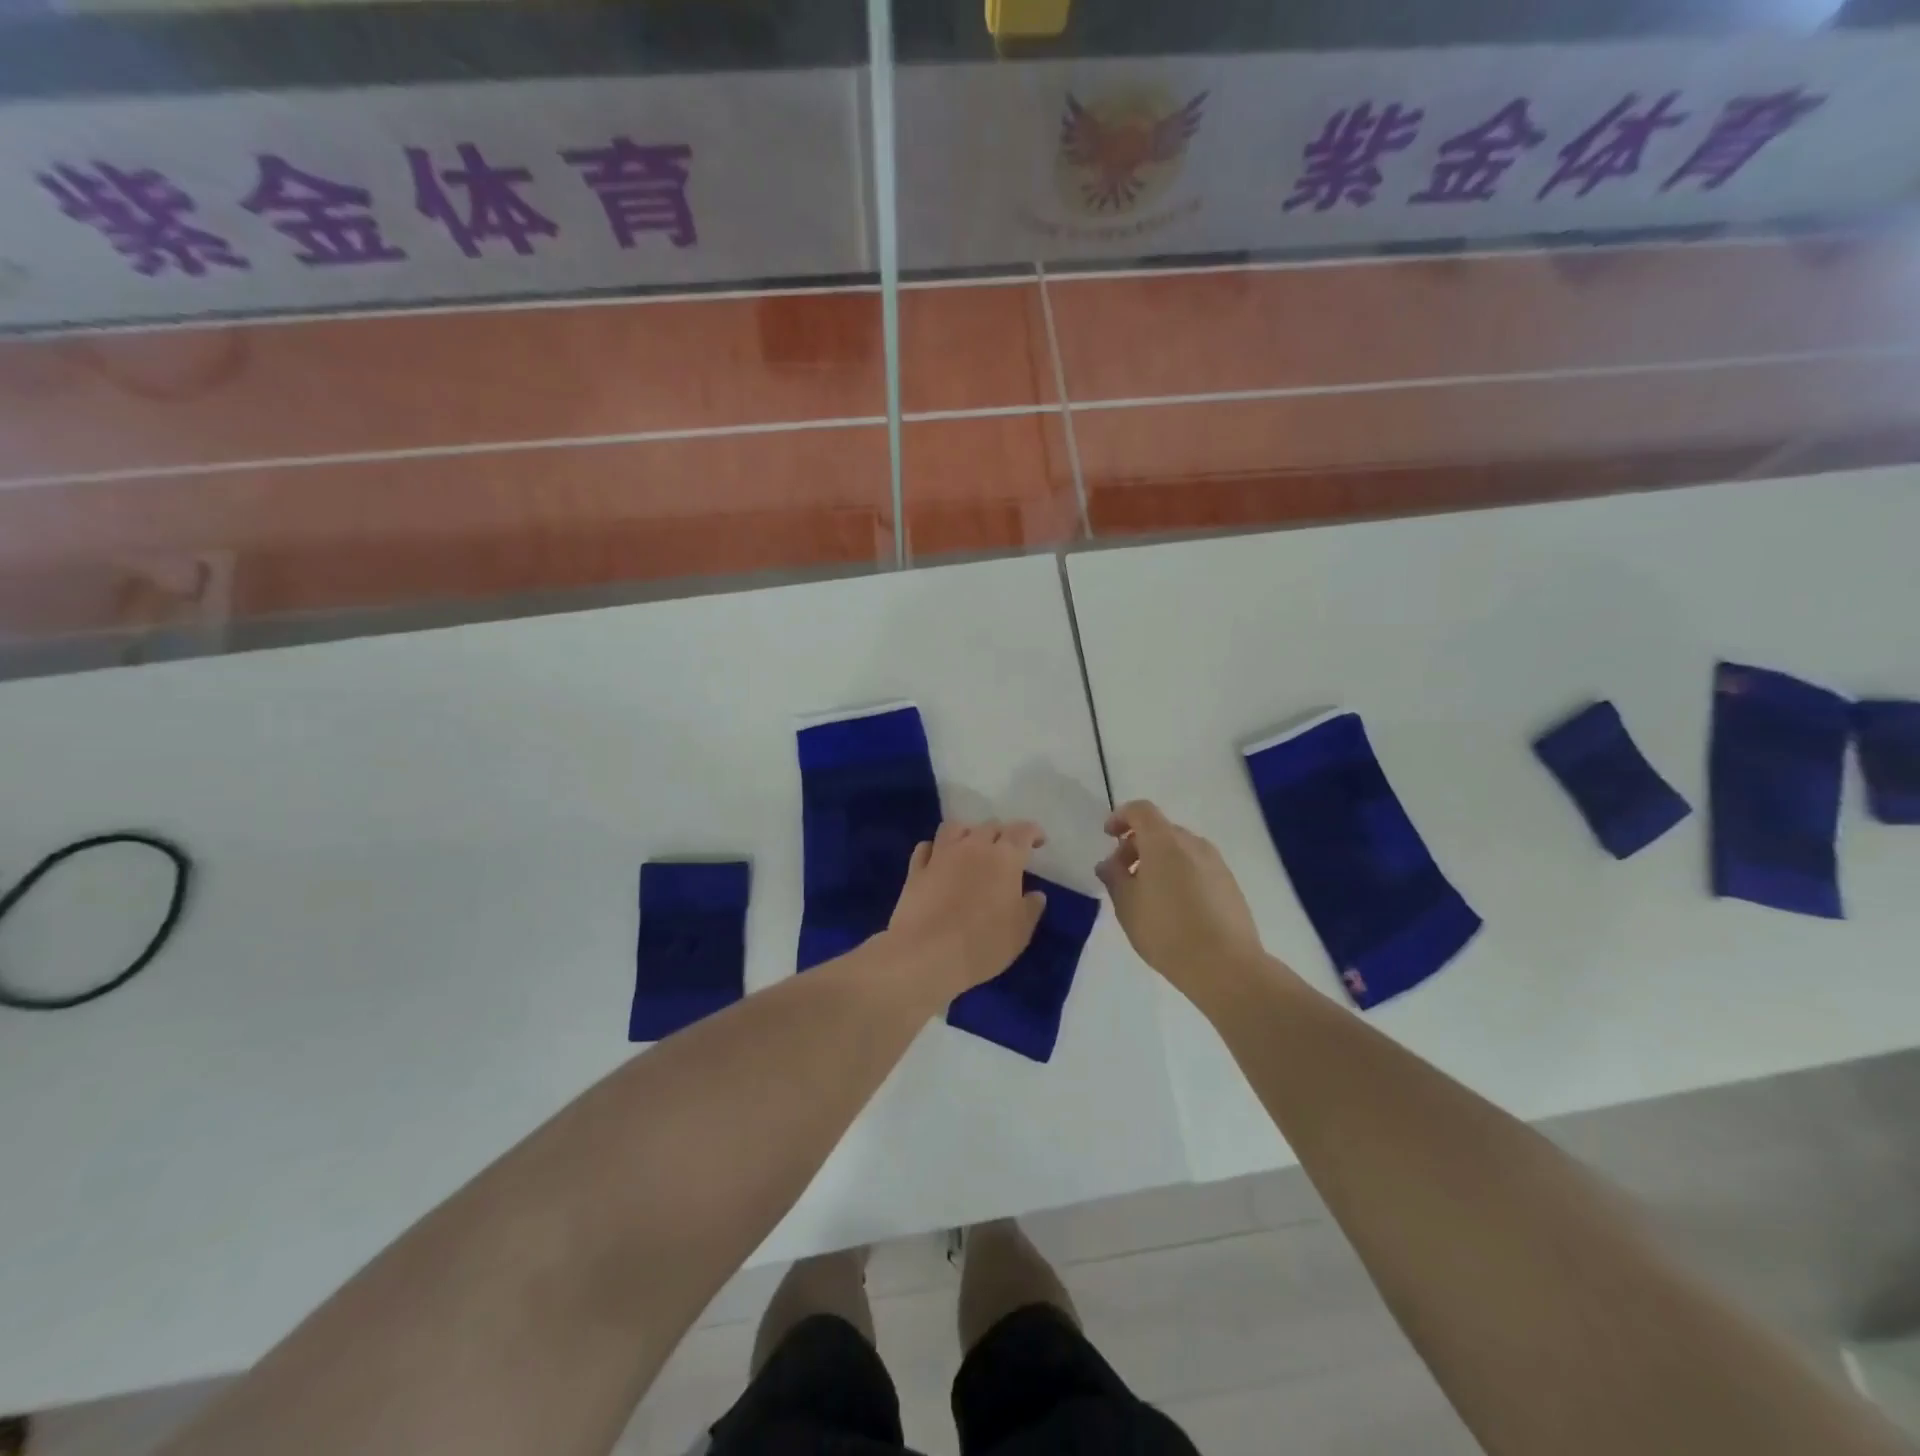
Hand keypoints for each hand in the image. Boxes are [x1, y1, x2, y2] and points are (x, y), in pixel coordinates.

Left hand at [887, 820, 1047, 997]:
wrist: (927, 955)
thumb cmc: (983, 944)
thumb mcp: (1020, 932)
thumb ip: (1031, 908)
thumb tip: (1036, 894)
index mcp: (1004, 858)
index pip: (1022, 832)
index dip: (1033, 832)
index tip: (1039, 842)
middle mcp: (973, 847)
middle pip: (990, 826)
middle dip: (1002, 834)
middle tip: (1007, 852)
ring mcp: (941, 855)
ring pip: (955, 828)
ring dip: (968, 833)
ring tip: (972, 848)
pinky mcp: (916, 870)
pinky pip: (926, 847)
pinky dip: (935, 849)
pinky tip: (939, 860)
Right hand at [1097, 800, 1283, 1007]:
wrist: (1226, 966)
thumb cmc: (1167, 931)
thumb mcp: (1127, 905)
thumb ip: (1114, 877)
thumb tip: (1109, 864)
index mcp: (1164, 842)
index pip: (1141, 810)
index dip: (1121, 817)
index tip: (1108, 836)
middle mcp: (1193, 844)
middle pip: (1160, 830)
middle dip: (1137, 844)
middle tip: (1122, 874)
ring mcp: (1216, 863)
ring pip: (1180, 849)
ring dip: (1159, 861)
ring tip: (1148, 895)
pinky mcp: (1230, 884)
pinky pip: (1197, 867)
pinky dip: (1180, 874)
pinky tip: (1174, 908)